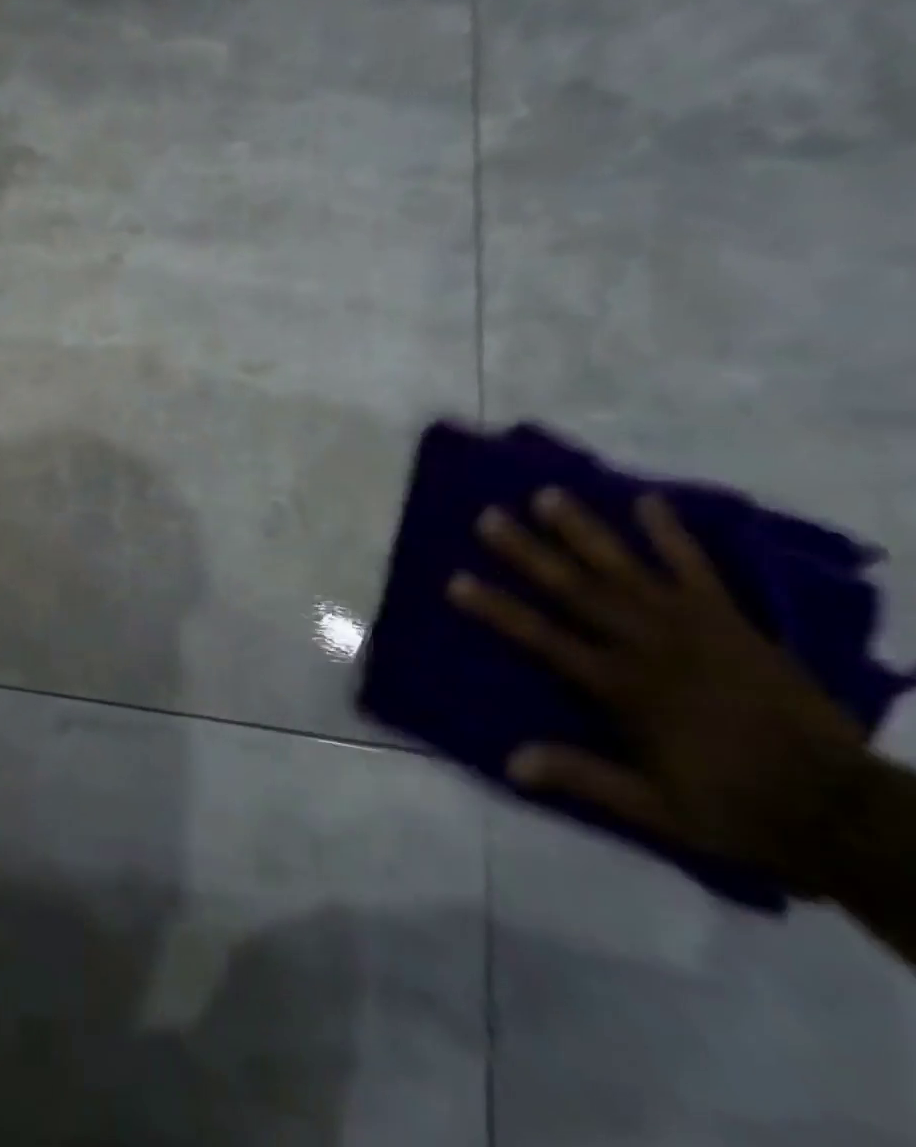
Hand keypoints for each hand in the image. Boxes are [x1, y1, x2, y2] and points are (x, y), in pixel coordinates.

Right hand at [448, 487, 869, 891]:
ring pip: (627, 569)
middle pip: (577, 590)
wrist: (850, 810)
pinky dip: (674, 535)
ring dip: (584, 531)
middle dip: (529, 552)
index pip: (544, 639)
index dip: (497, 609)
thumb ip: (585, 778)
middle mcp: (650, 647)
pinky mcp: (734, 623)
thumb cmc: (739, 809)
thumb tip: (511, 764)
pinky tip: (649, 502)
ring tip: (549, 495)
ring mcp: (694, 628)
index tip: (456, 580)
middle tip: (489, 517)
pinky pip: (700, 570)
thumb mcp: (657, 810)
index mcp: (623, 689)